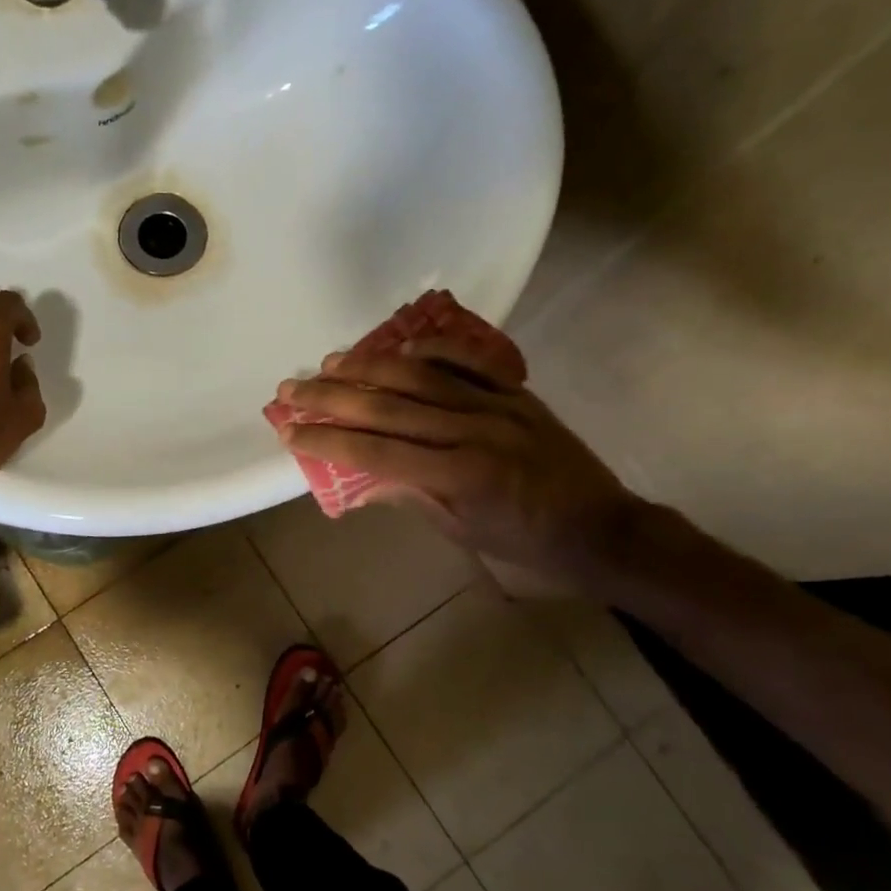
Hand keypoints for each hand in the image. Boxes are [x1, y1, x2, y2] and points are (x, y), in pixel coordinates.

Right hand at [275, 336, 642, 592]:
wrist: (602, 528)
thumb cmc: (526, 544)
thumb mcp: (462, 533)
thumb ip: (412, 496)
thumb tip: (364, 474)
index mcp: (456, 477)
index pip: (374, 452)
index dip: (326, 440)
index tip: (289, 430)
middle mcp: (471, 432)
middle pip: (386, 406)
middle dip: (331, 397)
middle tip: (291, 388)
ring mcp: (496, 405)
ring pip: (420, 374)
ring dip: (369, 366)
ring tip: (330, 362)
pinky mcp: (516, 392)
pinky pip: (470, 360)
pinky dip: (434, 348)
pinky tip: (401, 347)